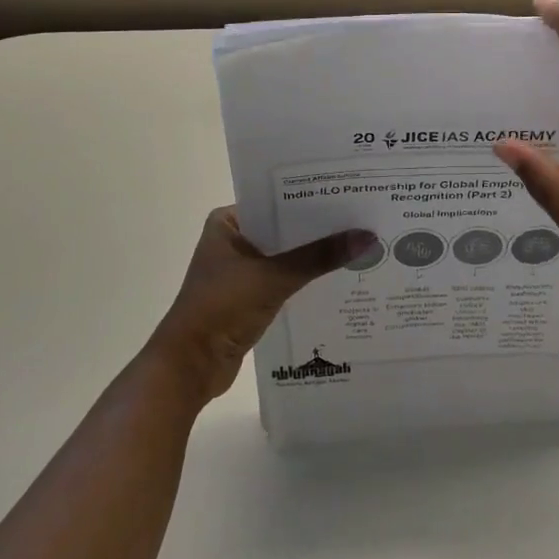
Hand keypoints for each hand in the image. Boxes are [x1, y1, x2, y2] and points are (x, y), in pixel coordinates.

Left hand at [146, 208, 372, 405]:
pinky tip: (340, 276)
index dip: (312, 198)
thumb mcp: (274, 277)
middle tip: (364, 218)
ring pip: (287, 255)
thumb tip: (368, 237)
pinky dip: (307, 279)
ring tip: (360, 244)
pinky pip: (285, 279)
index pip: (276, 200)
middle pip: (284, 228)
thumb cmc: (222, 308)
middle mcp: (233, 240)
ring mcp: (240, 270)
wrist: (190, 366)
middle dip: (320, 228)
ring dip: (315, 255)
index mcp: (227, 222)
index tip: (350, 193)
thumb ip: (319, 257)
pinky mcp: (249, 297)